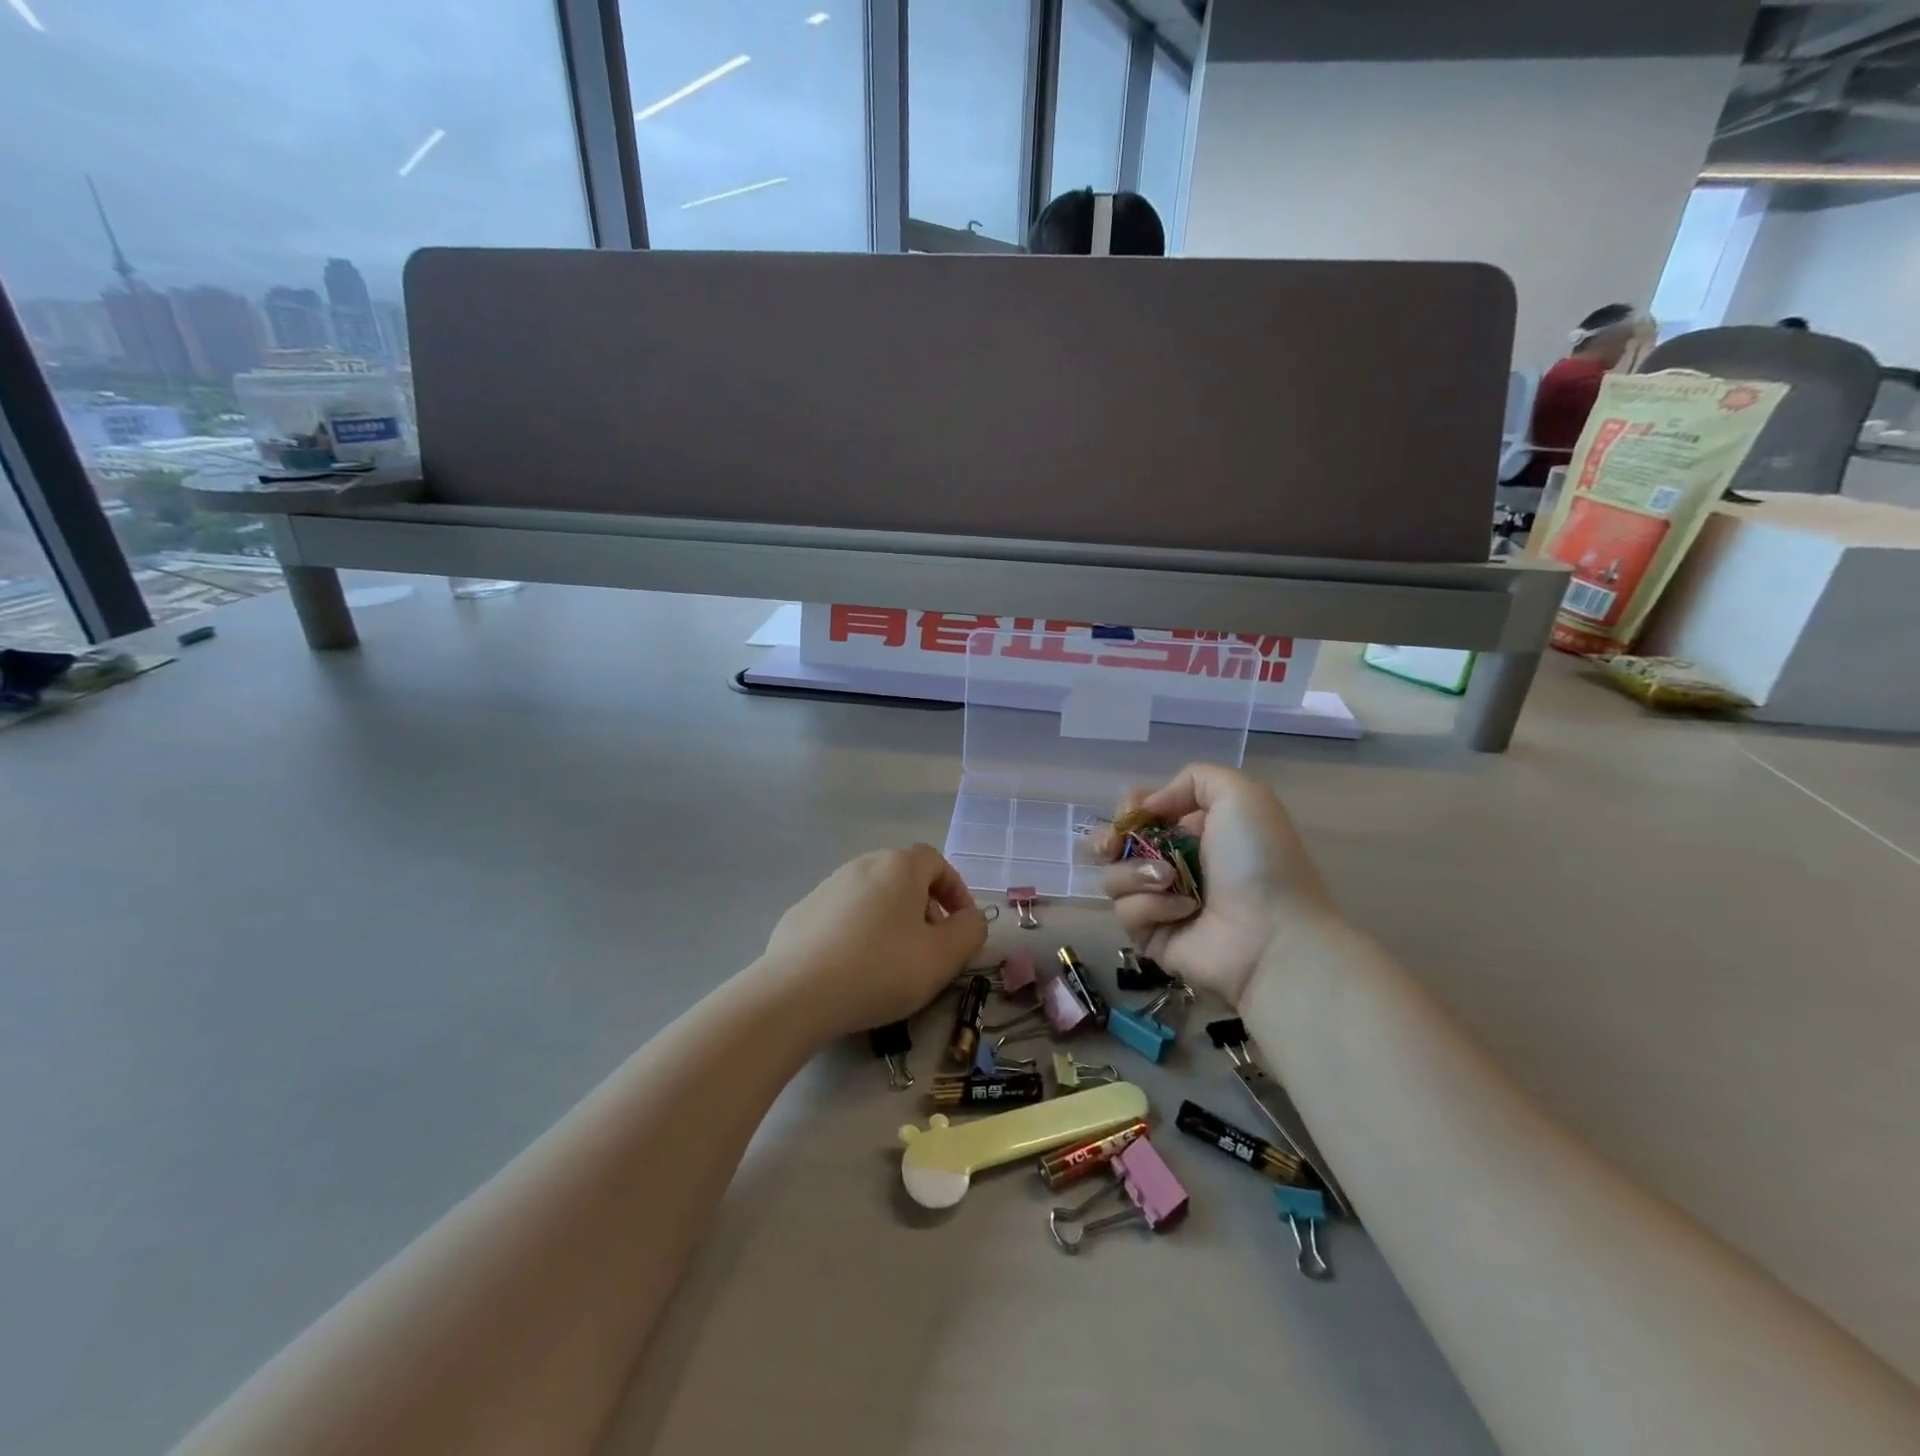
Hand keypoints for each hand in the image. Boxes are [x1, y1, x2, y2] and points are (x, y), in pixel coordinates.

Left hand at [760, 844, 988, 1038]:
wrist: (796, 993)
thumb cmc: (881, 969)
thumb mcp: (943, 957)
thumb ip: (971, 931)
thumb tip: (970, 918)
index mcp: (899, 867)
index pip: (937, 862)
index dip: (955, 892)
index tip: (961, 927)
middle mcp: (862, 865)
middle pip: (903, 878)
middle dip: (924, 909)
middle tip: (930, 948)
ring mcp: (827, 887)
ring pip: (872, 897)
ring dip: (890, 922)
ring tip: (892, 963)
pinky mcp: (801, 913)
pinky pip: (842, 917)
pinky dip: (857, 934)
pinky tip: (853, 970)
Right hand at [1096, 764, 1338, 1005]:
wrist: (1272, 935)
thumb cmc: (1259, 860)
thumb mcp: (1241, 795)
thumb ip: (1193, 778)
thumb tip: (1148, 806)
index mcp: (1195, 830)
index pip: (1141, 812)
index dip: (1130, 808)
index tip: (1132, 811)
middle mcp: (1173, 863)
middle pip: (1116, 844)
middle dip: (1108, 839)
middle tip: (1116, 845)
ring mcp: (1160, 902)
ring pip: (1114, 877)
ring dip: (1137, 873)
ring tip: (1169, 879)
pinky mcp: (1151, 936)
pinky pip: (1127, 912)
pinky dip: (1152, 906)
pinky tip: (1184, 910)